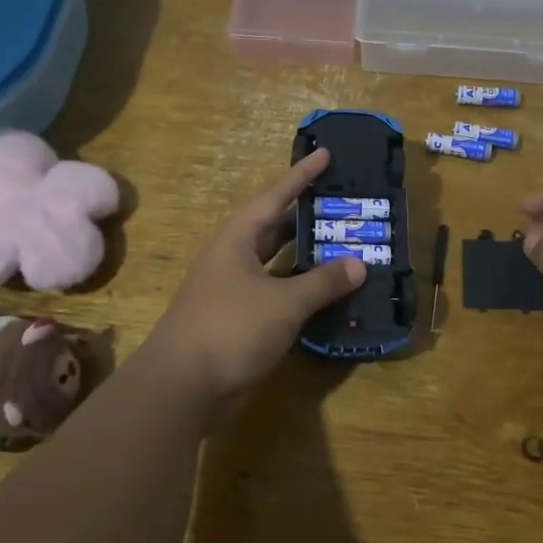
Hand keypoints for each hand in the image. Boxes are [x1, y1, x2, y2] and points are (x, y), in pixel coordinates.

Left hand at [145, 149, 366, 419]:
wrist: (182, 387)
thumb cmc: (230, 328)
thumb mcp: (283, 302)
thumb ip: (323, 282)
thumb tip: (360, 264)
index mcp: (237, 241)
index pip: (275, 198)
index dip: (301, 176)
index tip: (325, 154)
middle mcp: (234, 260)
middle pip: (276, 229)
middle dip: (306, 215)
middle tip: (342, 202)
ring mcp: (235, 292)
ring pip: (278, 265)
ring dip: (308, 257)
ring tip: (344, 244)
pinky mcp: (240, 322)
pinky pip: (278, 296)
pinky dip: (302, 292)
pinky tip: (328, 294)